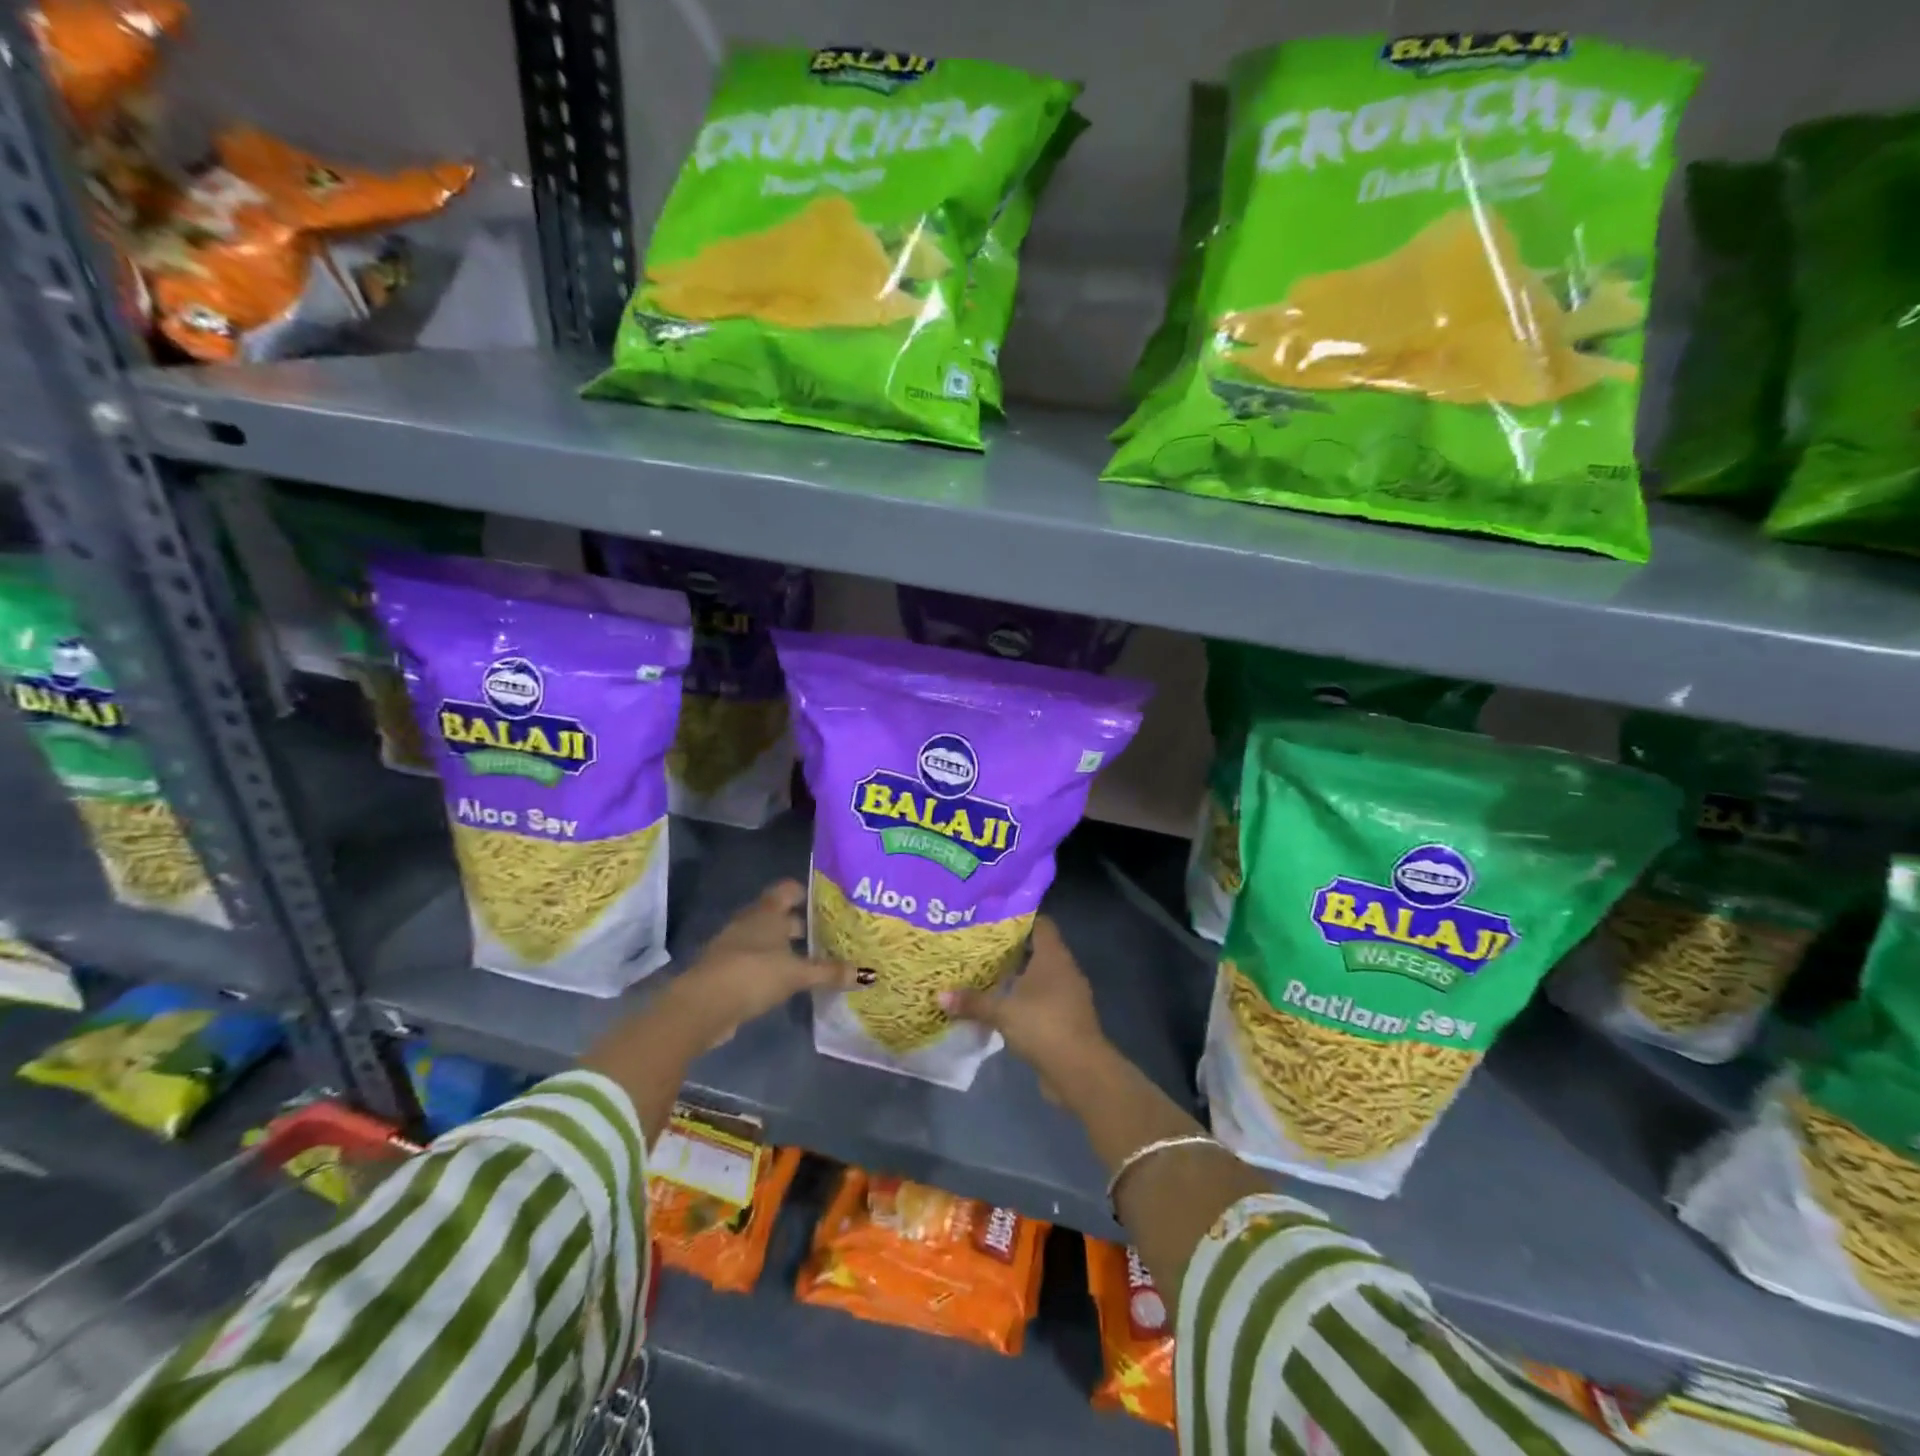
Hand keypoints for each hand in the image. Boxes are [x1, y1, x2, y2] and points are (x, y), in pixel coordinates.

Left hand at [677, 880, 853, 1044]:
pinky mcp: (728, 970)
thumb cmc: (753, 974)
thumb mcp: (797, 974)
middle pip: (779, 915)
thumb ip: (829, 972)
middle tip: (830, 934)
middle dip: (802, 924)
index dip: (807, 892)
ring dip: (786, 947)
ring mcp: (735, 946)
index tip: (829, 902)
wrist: (702, 1006)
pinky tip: (789, 981)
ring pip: (767, 939)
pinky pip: (757, 961)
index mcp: (767, 912)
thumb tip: (867, 973)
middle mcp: (750, 922)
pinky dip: (773, 966)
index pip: (788, 889)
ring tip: (814, 959)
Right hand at [939, 918, 1108, 1094]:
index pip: (1040, 923)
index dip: (1019, 918)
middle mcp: (1064, 970)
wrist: (1080, 1071)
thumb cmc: (1043, 1025)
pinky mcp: (1067, 1019)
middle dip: (1012, 949)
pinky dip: (1026, 1000)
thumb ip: (973, 1002)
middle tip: (981, 947)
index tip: (993, 919)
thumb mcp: (1002, 1012)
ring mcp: (1069, 995)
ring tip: (987, 975)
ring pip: (1041, 976)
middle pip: (1038, 949)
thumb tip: (940, 995)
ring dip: (1019, 977)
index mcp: (1053, 956)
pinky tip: (1003, 1006)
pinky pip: (1044, 1000)